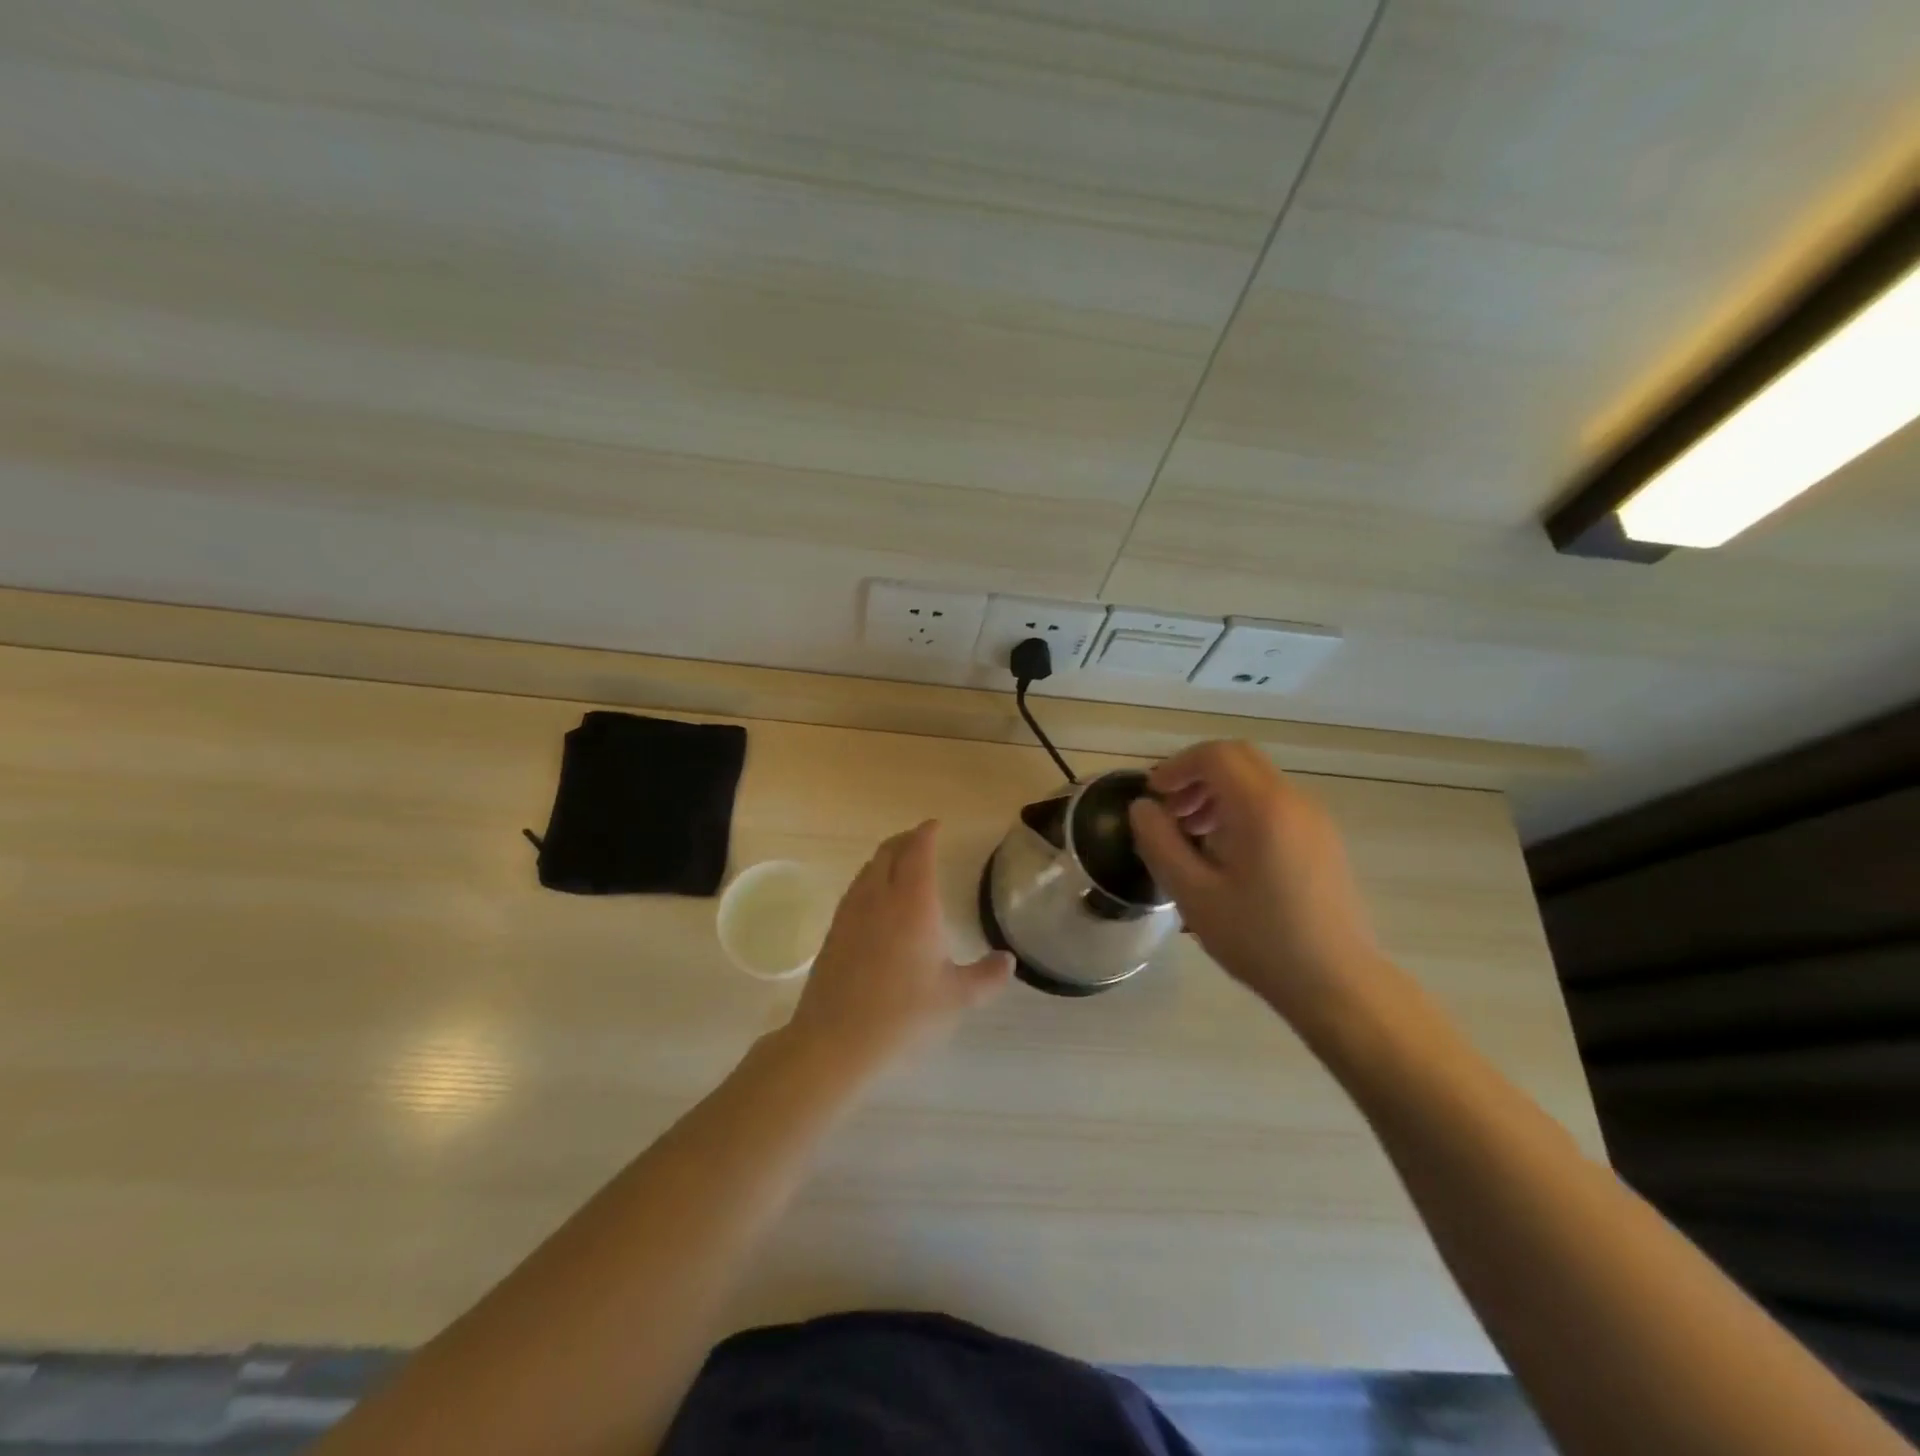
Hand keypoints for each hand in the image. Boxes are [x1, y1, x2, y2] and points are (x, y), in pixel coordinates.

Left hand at [786, 820, 1012, 1072]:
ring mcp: (851, 913)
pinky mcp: (833, 932)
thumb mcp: (956, 998)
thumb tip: (1008, 961)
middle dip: (906, 840)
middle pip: (889, 852)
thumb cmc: (904, 1015)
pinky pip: (855, 890)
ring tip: (900, 866)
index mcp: (913, 902)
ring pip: (868, 869)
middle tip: (921, 841)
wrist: (835, 1040)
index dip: (927, 833)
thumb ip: (986, 976)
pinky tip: (876, 902)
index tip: (936, 825)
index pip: (918, 851)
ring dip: (885, 858)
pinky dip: (870, 880)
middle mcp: (879, 897)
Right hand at [1127, 741, 1391, 1033]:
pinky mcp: (1323, 840)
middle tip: (1171, 812)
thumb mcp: (1193, 894)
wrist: (1338, 984)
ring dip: (1218, 793)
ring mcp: (1315, 819)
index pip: (1215, 755)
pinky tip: (1228, 854)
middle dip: (1196, 776)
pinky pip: (1276, 804)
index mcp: (1262, 808)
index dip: (1176, 767)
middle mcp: (1294, 801)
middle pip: (1239, 759)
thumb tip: (1142, 808)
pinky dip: (1243, 809)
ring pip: (1258, 780)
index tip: (1153, 796)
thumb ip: (1160, 843)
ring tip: (1194, 836)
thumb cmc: (1259, 940)